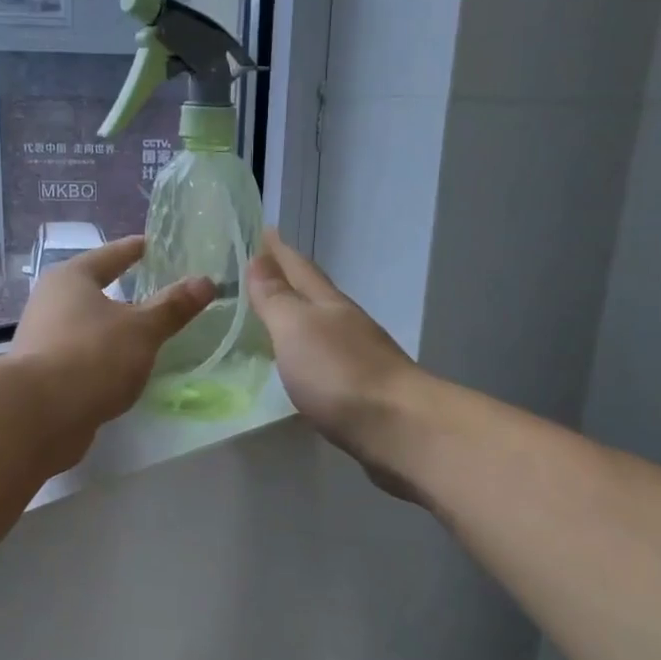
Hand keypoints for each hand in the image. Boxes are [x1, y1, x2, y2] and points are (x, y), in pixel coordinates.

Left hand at [11, 235, 215, 462]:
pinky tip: (122, 371)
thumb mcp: (142, 330)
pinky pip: (82, 357)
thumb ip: (172, 307)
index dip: (134, 250)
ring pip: (86, 326)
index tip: (153, 245)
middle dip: (123, 293)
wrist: (39, 415)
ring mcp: (42, 340)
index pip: (110, 255)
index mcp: (71, 278)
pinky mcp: (43, 375)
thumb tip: (205, 282)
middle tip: (156, 292)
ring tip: (145, 335)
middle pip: (93, 290)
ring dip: (112, 329)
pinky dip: (103, 358)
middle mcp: (50, 302)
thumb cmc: (93, 356)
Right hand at [246, 230, 427, 497]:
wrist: (400, 429)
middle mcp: (346, 324)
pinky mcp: (362, 391)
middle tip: (263, 271)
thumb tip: (259, 259)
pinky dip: (308, 353)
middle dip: (289, 280)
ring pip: (322, 327)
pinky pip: (326, 360)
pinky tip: (300, 364)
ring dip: (299, 317)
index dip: (280, 251)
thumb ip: (276, 298)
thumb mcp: (296, 328)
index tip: (264, 230)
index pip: (299, 268)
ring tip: (276, 316)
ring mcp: (359, 358)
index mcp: (328, 304)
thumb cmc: (340, 373)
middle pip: (313, 294)